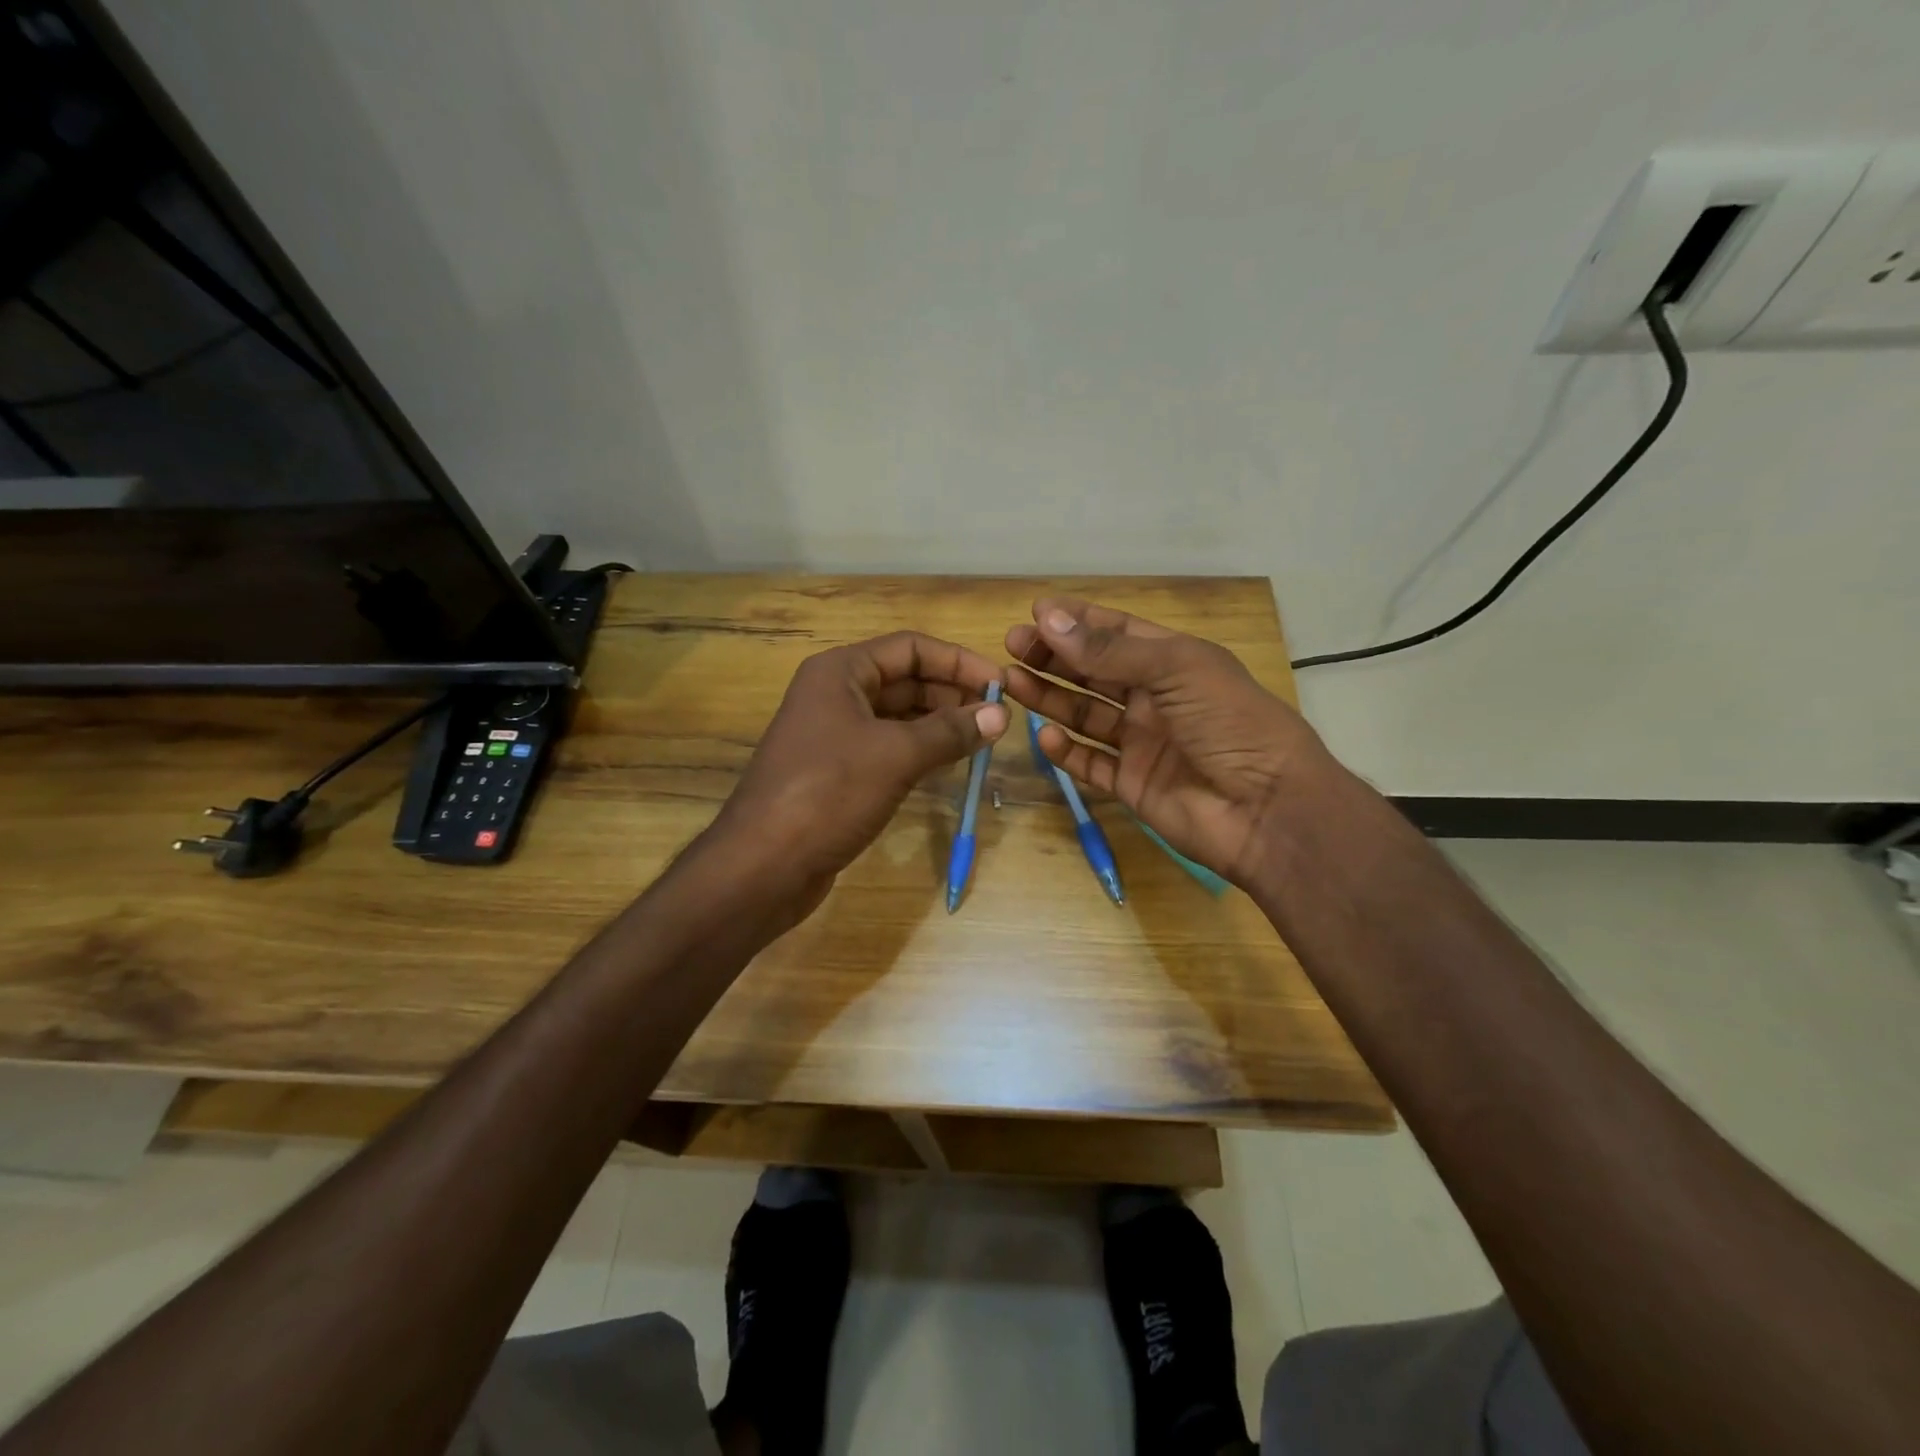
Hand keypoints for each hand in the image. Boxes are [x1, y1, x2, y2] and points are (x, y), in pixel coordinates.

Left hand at [708, 631, 1009, 918]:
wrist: (763, 864)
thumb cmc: (828, 793)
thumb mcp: (896, 755)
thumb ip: (950, 731)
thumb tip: (1001, 715)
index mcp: (840, 672)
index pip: (911, 648)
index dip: (959, 662)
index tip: (1001, 685)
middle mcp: (835, 694)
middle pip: (906, 679)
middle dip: (952, 694)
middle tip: (997, 719)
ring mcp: (834, 734)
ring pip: (899, 716)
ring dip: (940, 724)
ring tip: (982, 740)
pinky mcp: (837, 771)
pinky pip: (888, 747)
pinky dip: (920, 750)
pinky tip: (950, 764)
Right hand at [1004, 599, 1338, 888]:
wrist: (1267, 809)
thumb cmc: (1230, 723)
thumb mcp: (1176, 670)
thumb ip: (1109, 650)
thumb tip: (1048, 619)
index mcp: (1175, 662)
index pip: (1118, 632)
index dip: (1078, 621)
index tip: (1035, 612)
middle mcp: (1156, 699)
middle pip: (1095, 671)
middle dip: (1055, 657)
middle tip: (1013, 646)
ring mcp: (1143, 743)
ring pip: (1086, 714)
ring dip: (1051, 698)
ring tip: (1011, 683)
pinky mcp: (1133, 784)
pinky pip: (1091, 763)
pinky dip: (1066, 751)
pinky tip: (1044, 735)